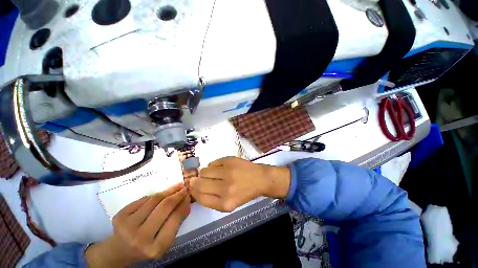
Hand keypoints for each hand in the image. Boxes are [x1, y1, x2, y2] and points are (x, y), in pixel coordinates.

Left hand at [85, 183, 189, 266]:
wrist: (120, 250)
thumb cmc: (147, 246)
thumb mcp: (165, 241)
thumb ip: (177, 222)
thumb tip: (186, 200)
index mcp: (156, 247)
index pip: (175, 219)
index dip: (184, 204)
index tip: (189, 195)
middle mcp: (140, 237)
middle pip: (165, 207)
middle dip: (178, 194)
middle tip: (185, 187)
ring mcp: (127, 226)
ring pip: (154, 200)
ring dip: (168, 191)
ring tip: (176, 186)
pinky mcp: (120, 216)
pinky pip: (143, 199)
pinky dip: (154, 195)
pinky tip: (161, 194)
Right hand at [189, 157, 290, 211]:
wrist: (260, 179)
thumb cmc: (244, 192)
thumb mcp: (229, 203)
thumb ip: (212, 199)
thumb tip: (195, 188)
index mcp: (225, 203)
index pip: (200, 197)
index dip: (193, 191)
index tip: (192, 187)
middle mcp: (225, 188)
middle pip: (199, 183)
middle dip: (195, 181)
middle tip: (198, 179)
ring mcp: (228, 172)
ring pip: (204, 171)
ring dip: (205, 172)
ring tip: (213, 173)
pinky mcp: (230, 160)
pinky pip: (213, 162)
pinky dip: (213, 165)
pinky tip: (220, 168)